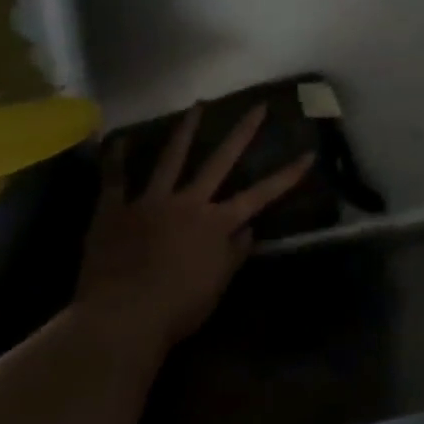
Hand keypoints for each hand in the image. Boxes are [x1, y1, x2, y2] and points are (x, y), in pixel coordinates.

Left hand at [74, 103, 312, 356]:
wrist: (120, 318)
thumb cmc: (177, 309)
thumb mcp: (217, 286)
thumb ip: (233, 254)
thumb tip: (247, 229)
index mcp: (216, 223)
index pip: (261, 194)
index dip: (287, 175)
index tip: (309, 153)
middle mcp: (188, 203)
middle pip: (219, 161)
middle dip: (242, 132)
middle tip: (257, 106)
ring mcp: (150, 202)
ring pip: (170, 159)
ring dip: (185, 130)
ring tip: (197, 105)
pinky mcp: (114, 211)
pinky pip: (114, 180)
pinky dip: (116, 159)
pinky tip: (119, 139)